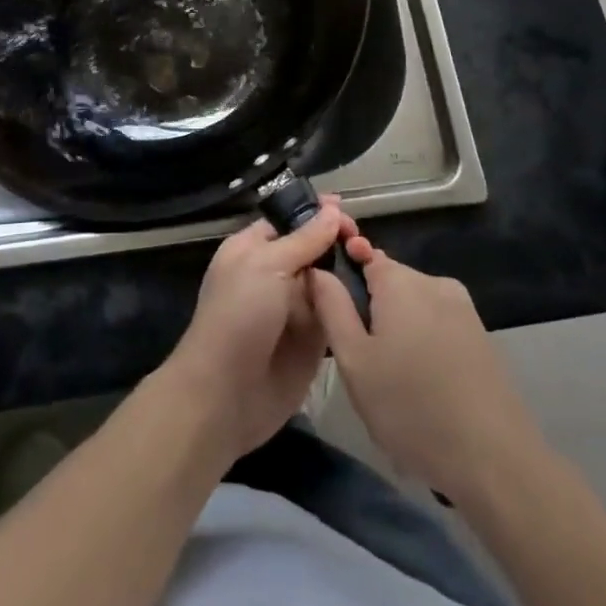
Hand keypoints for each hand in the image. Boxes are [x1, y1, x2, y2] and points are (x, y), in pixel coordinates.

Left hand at [163, 198, 358, 462]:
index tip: (347, 210)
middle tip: (364, 244)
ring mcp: (295, 308)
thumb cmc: (238, 317)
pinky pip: (337, 314)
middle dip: (338, 242)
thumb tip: (333, 209)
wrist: (226, 395)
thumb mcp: (267, 266)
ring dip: (350, 272)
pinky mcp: (313, 341)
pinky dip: (353, 305)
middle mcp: (275, 275)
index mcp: (254, 249)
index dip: (317, 213)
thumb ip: (304, 239)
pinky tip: (378, 296)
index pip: (290, 220)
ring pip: (329, 280)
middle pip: (314, 249)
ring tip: (375, 264)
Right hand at [308, 236, 539, 501]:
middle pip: (389, 282)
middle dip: (372, 311)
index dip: (345, 278)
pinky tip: (423, 387)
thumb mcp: (354, 361)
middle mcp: (433, 281)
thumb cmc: (411, 408)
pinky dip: (424, 345)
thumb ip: (331, 307)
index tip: (336, 315)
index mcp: (400, 280)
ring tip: (392, 382)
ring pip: (413, 306)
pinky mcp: (481, 335)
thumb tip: (318, 269)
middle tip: (362, 362)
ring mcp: (463, 308)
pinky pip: (437, 325)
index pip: (362, 254)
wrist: (494, 460)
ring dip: (398, 330)